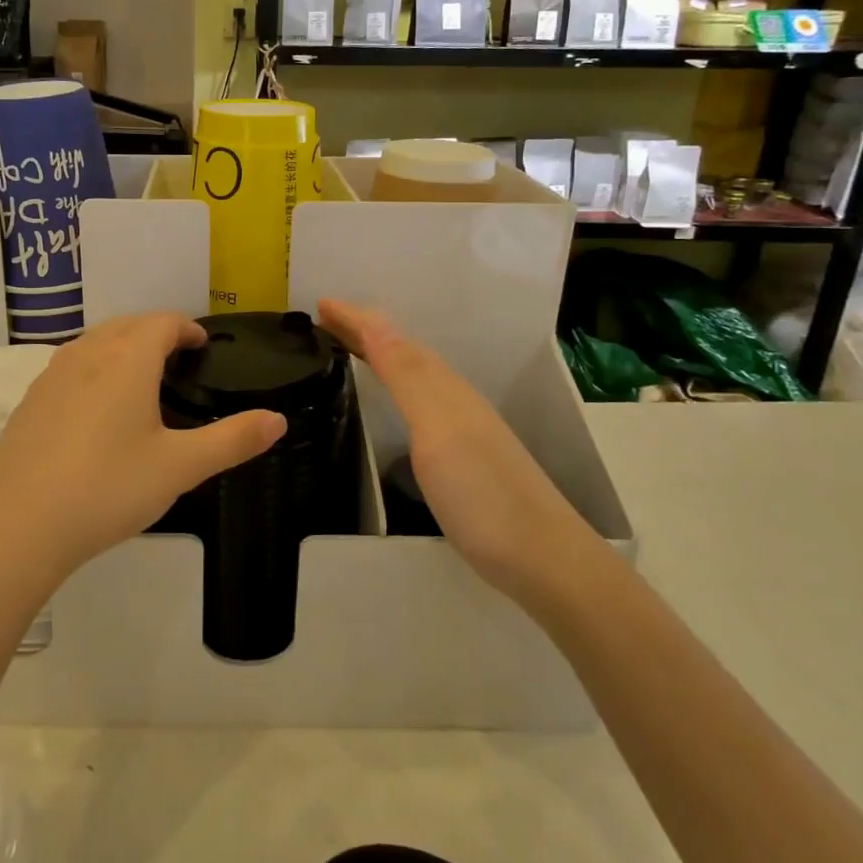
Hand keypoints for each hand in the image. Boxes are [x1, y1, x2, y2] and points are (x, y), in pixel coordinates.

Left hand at [0, 314, 287, 583]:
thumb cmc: (107, 489)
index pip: (162, 322)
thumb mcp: (179, 468)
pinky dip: (93, 368)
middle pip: (127, 324)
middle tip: (178, 357)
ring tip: (140, 376)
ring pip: (94, 342)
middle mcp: (87, 355)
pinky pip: (70, 366)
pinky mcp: (29, 402)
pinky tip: (96, 407)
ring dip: (121, 345)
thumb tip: (278, 420)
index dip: (186, 327)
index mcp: (127, 360)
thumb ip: (232, 440)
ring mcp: (51, 376)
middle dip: (156, 331)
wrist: (16, 527)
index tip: (202, 344)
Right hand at [319, 299, 599, 612]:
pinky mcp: (462, 457)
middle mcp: (454, 400)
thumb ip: (407, 376)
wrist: (542, 558)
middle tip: (324, 321)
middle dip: (365, 331)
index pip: (394, 340)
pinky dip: (395, 388)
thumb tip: (376, 320)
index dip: (358, 320)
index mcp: (444, 388)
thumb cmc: (482, 493)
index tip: (320, 303)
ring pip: (414, 376)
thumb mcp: (437, 428)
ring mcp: (461, 429)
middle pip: (404, 352)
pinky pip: (418, 403)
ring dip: (379, 355)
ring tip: (348, 350)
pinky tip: (391, 403)